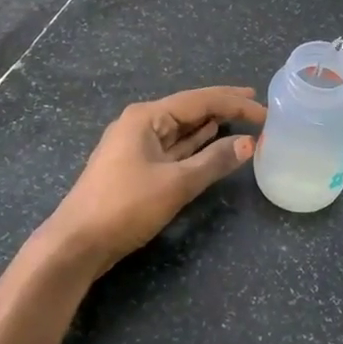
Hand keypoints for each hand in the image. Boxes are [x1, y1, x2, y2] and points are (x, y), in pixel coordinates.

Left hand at [38, 86, 265, 273]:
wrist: (77, 243)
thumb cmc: (126, 206)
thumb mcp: (176, 184)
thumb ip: (214, 161)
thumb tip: (249, 143)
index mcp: (146, 117)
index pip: (199, 100)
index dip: (234, 103)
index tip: (265, 111)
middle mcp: (140, 124)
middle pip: (189, 109)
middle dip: (222, 106)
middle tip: (256, 103)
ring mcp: (136, 146)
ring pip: (181, 129)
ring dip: (209, 125)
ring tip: (240, 119)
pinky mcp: (135, 167)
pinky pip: (173, 147)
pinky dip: (195, 144)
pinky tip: (211, 139)